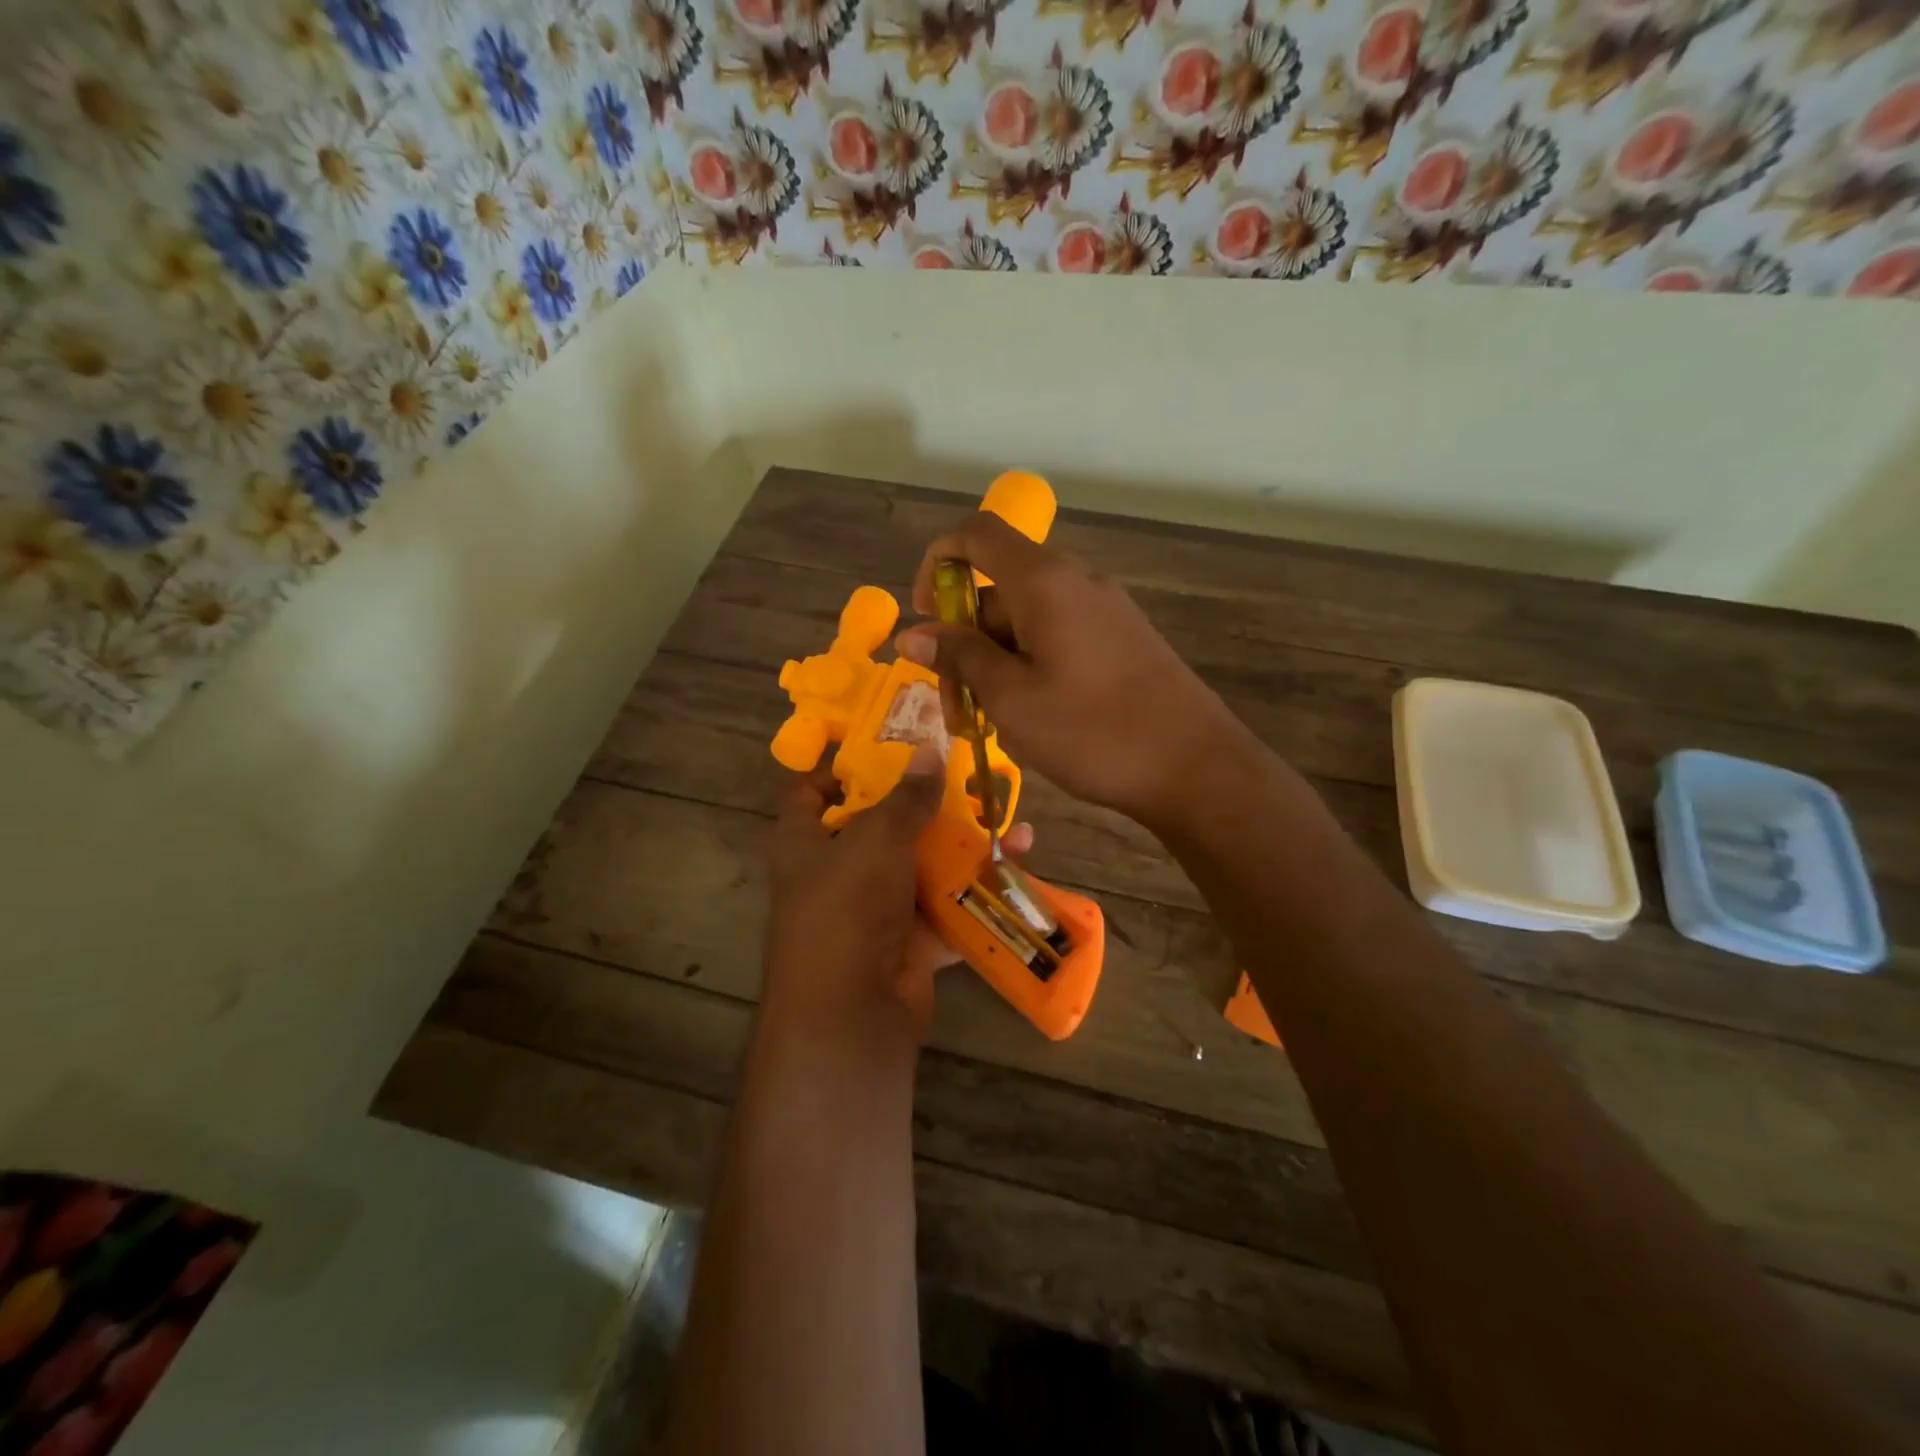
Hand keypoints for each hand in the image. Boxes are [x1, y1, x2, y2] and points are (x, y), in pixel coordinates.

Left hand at [763, 743, 1036, 1047]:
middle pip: (881, 827)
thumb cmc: (847, 907)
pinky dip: (978, 888)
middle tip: (967, 778)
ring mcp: (875, 909)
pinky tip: (1017, 863)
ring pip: (922, 865)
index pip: (810, 793)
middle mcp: (836, 873)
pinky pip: (946, 904)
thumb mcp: (876, 839)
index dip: (841, 768)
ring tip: (1008, 820)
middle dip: (925, 805)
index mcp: (804, 843)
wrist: (852, 1013)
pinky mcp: (910, 940)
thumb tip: (930, 750)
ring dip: (964, 846)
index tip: (887, 748)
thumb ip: (906, 797)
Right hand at [894, 512, 1247, 827]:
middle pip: (996, 591)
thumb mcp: (1011, 699)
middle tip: (957, 709)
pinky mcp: (1119, 640)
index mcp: (1044, 581)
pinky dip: (1028, 670)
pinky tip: (1033, 721)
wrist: (1195, 767)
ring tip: (994, 727)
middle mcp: (1075, 581)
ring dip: (994, 666)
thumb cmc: (1093, 732)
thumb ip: (959, 658)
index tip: (927, 618)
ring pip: (1024, 623)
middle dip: (964, 642)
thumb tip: (911, 633)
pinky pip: (1056, 639)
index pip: (976, 534)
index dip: (937, 563)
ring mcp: (1102, 610)